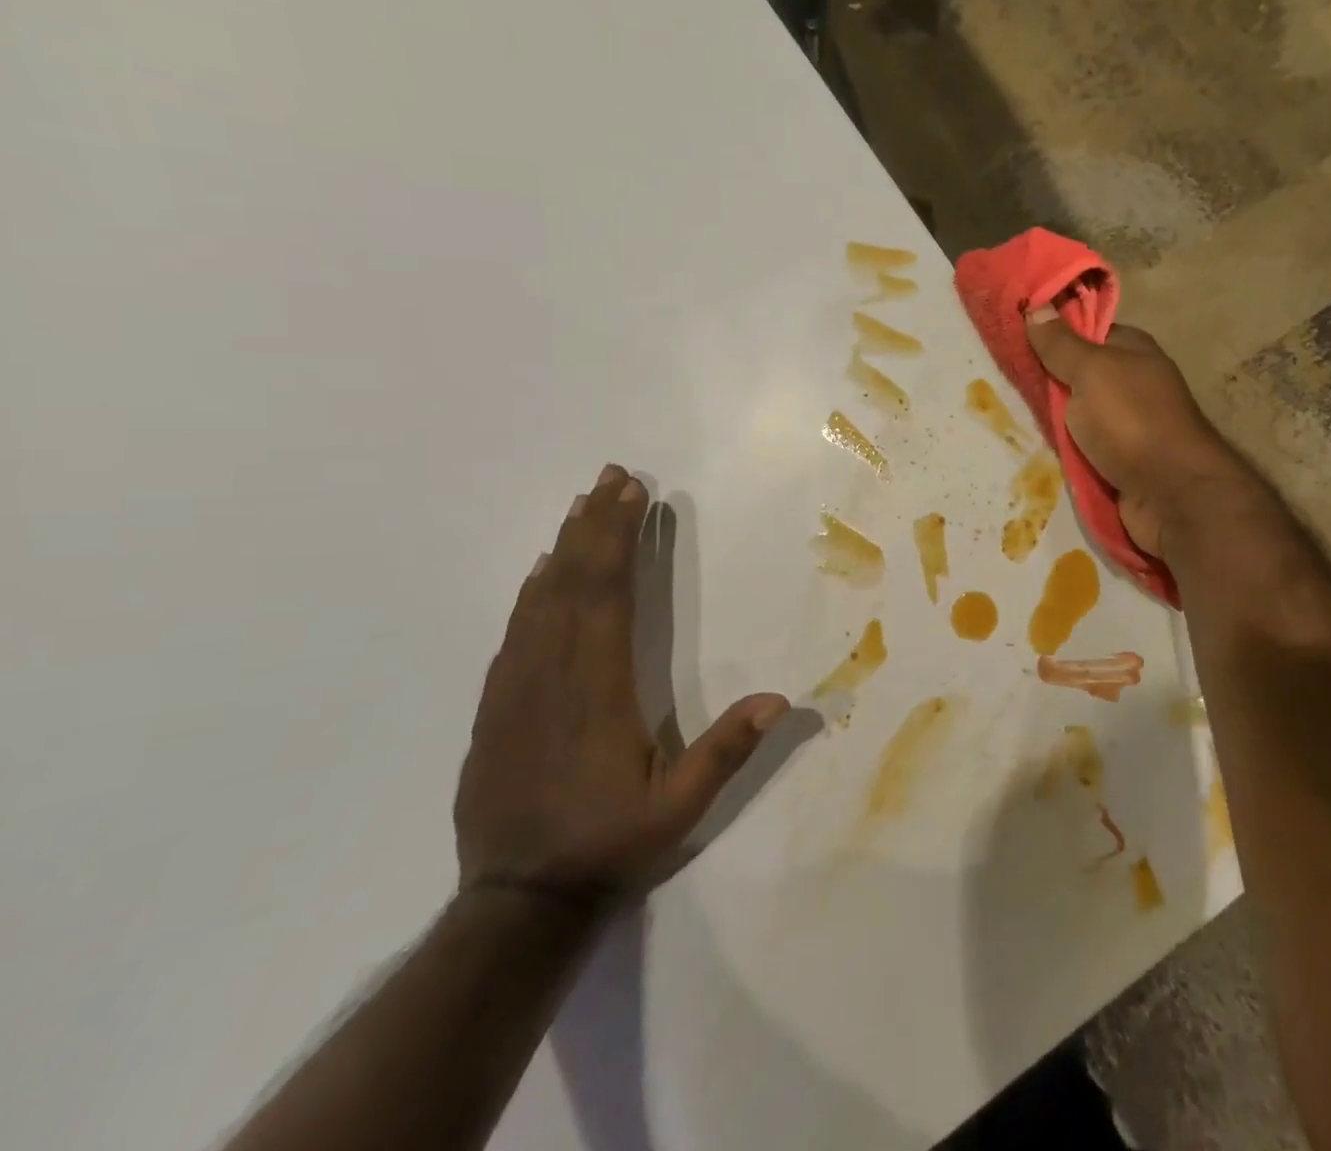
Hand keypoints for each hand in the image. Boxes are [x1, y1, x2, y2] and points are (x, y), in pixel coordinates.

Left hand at [455, 465, 787, 903]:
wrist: (516, 905)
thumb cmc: (608, 846)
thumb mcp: (680, 809)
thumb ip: (727, 751)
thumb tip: (782, 699)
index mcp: (599, 691)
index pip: (608, 597)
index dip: (620, 541)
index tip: (633, 496)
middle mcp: (554, 677)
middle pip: (573, 584)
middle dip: (595, 525)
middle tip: (611, 477)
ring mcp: (517, 690)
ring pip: (540, 601)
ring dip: (565, 547)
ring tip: (582, 505)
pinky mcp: (495, 709)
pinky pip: (515, 632)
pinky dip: (532, 592)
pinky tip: (542, 571)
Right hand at [1026, 306, 1241, 558]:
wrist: (1172, 495)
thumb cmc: (1132, 421)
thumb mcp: (1091, 371)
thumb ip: (1061, 344)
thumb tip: (1036, 306)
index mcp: (1132, 351)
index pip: (1085, 331)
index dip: (1051, 332)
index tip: (1012, 336)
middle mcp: (1131, 383)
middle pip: (1077, 375)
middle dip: (1044, 380)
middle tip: (1000, 379)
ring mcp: (1127, 425)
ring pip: (1076, 415)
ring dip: (1049, 420)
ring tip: (1005, 414)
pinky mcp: (1119, 461)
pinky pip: (1081, 448)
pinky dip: (1062, 449)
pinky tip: (1031, 447)